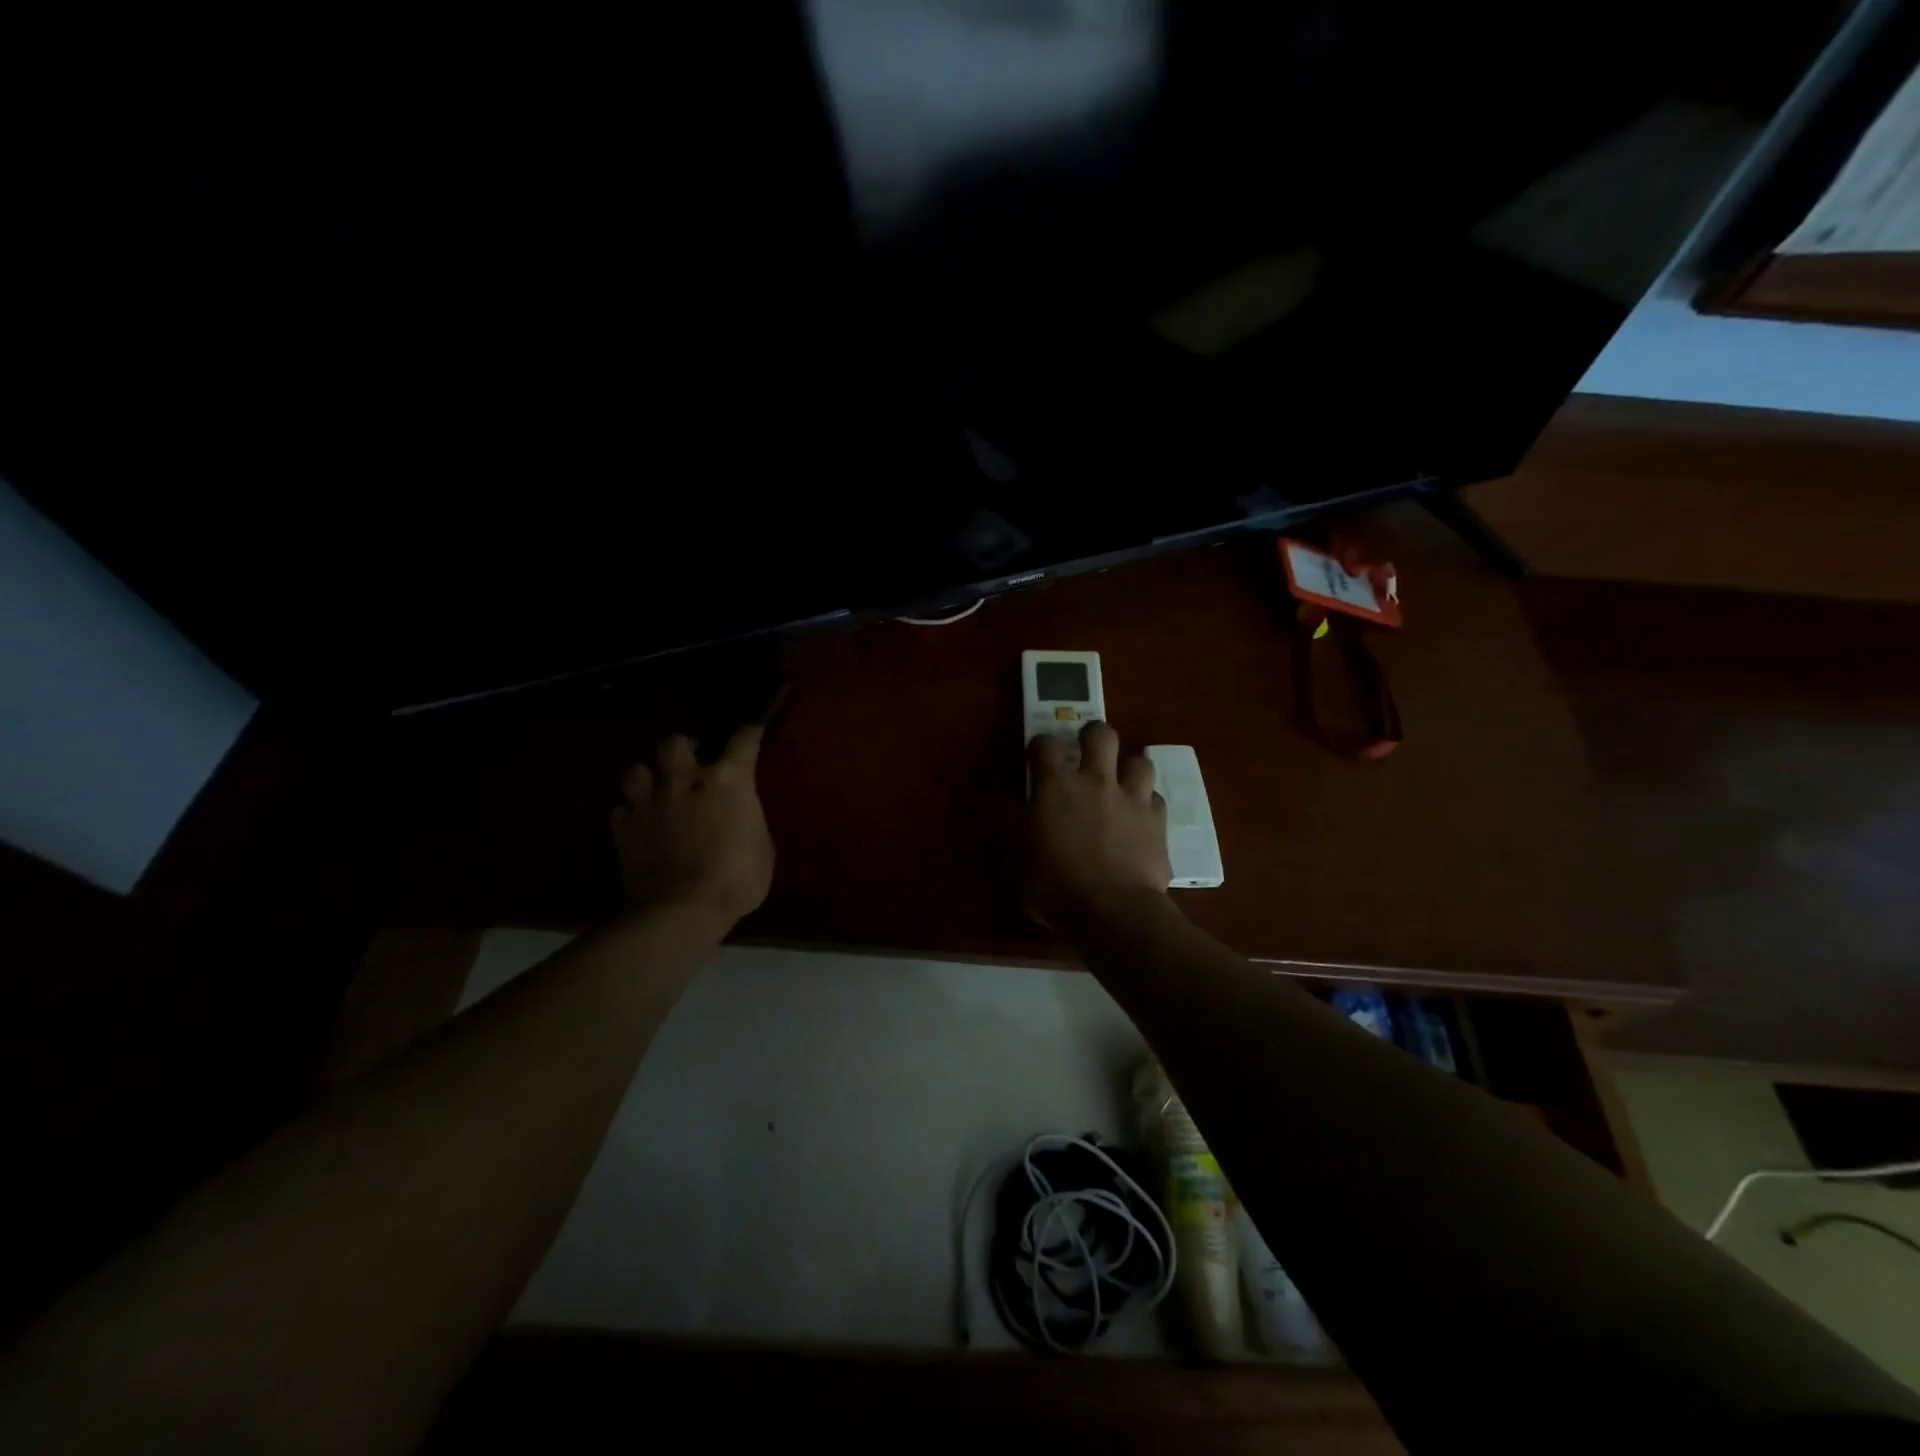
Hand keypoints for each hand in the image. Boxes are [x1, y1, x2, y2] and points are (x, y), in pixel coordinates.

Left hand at [611, 728, 773, 927]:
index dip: (749, 735)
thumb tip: (741, 820)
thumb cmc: (736, 880)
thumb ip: (749, 824)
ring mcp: (649, 804)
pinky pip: (621, 810)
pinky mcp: (623, 829)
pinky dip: (631, 813)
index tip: (752, 735)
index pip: (742, 741)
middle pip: (675, 744)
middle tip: (691, 761)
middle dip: (684, 748)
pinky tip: (639, 823)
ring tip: (656, 789)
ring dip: (648, 777)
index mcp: (727, 782)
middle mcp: (685, 782)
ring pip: (637, 770)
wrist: (681, 911)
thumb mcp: (762, 851)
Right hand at [1026, 721, 1170, 925]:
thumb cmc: (1056, 886)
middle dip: (1092, 735)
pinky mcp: (1158, 823)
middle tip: (1086, 749)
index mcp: (1057, 787)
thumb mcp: (1016, 858)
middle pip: (1102, 735)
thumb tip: (1000, 793)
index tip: (1035, 757)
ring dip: (1128, 767)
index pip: (1045, 745)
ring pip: (1140, 761)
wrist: (1115, 913)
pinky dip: (1146, 804)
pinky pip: (1156, 800)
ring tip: (1120, 782)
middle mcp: (1097, 781)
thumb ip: (1008, 821)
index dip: (1039, 746)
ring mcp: (1133, 799)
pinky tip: (1140, 818)